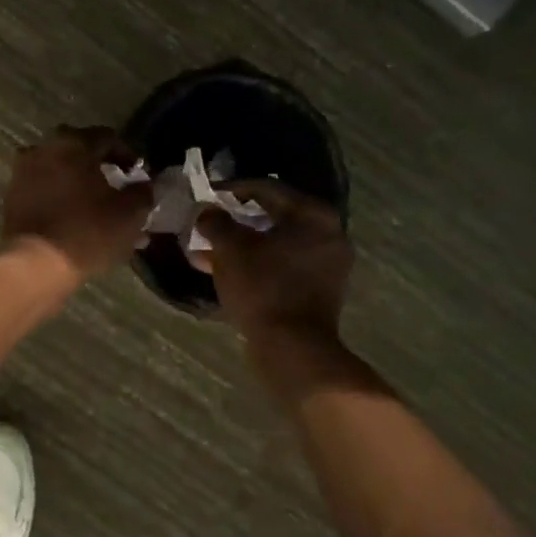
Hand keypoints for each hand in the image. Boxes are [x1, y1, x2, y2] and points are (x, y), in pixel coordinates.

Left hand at [1, 126, 150, 282]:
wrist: (36, 264)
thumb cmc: (88, 231)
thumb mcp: (130, 213)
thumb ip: (142, 191)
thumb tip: (142, 184)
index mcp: (73, 143)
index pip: (107, 137)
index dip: (127, 155)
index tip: (137, 176)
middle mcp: (43, 149)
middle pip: (79, 152)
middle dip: (100, 168)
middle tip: (116, 189)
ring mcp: (22, 172)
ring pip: (59, 172)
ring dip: (78, 185)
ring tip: (95, 209)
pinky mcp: (12, 197)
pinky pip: (43, 190)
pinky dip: (59, 199)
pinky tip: (74, 220)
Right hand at [200, 182, 352, 343]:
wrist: (292, 348)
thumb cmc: (263, 287)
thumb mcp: (230, 248)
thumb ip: (216, 222)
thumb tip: (207, 211)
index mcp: (313, 215)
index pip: (267, 188)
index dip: (232, 189)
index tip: (207, 194)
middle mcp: (328, 234)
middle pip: (273, 217)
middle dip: (235, 221)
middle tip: (208, 222)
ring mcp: (326, 265)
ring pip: (274, 245)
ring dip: (241, 245)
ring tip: (207, 250)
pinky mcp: (318, 291)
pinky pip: (281, 266)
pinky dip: (255, 264)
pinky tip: (223, 271)